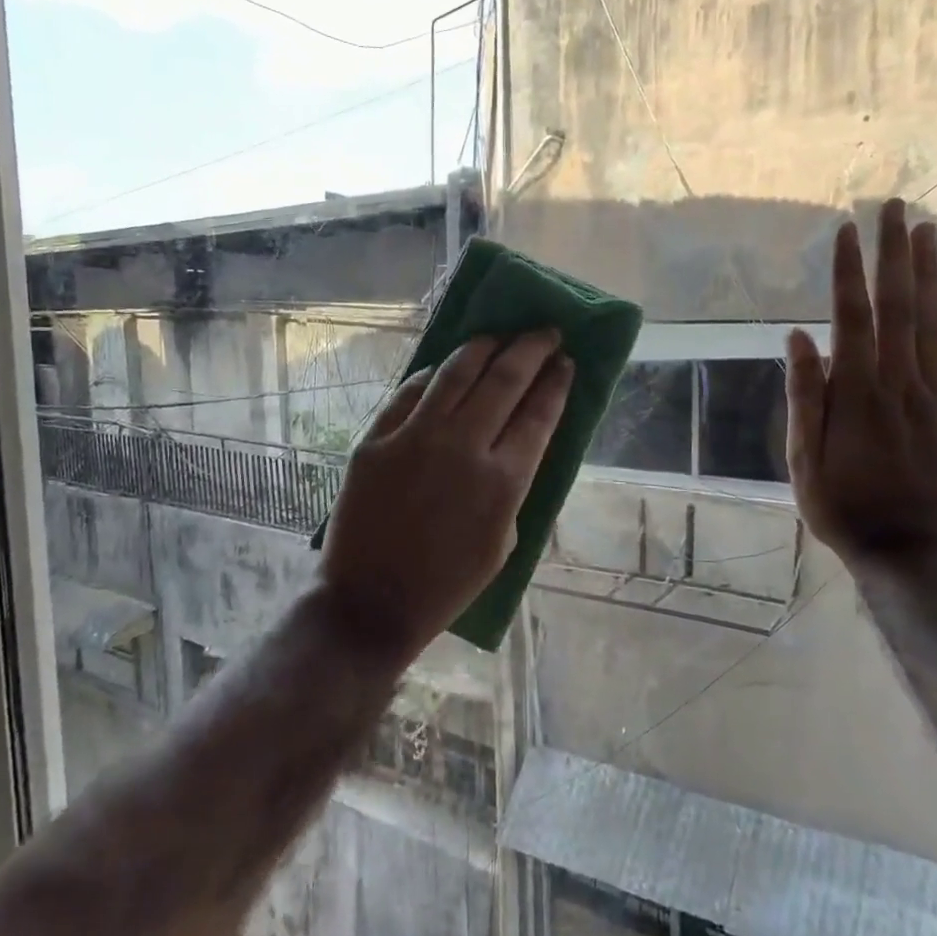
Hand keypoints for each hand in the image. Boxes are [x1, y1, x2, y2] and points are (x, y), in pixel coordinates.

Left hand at [319, 331, 573, 660]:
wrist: (370, 603)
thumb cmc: (447, 584)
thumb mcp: (504, 541)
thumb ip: (514, 485)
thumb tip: (519, 439)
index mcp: (504, 482)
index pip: (539, 414)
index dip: (556, 383)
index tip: (565, 362)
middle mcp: (463, 448)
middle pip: (505, 380)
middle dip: (531, 349)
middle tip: (545, 332)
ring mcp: (414, 438)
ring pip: (456, 372)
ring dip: (484, 346)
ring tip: (499, 336)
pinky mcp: (375, 439)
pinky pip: (409, 392)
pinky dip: (433, 374)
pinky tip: (447, 366)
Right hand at [786, 198, 936, 563]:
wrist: (907, 552)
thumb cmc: (842, 507)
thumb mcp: (804, 459)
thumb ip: (805, 397)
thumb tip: (799, 337)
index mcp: (857, 394)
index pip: (851, 319)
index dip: (847, 273)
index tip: (844, 231)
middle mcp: (900, 384)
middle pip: (898, 308)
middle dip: (892, 255)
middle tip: (892, 208)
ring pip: (934, 325)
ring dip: (930, 274)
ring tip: (926, 230)